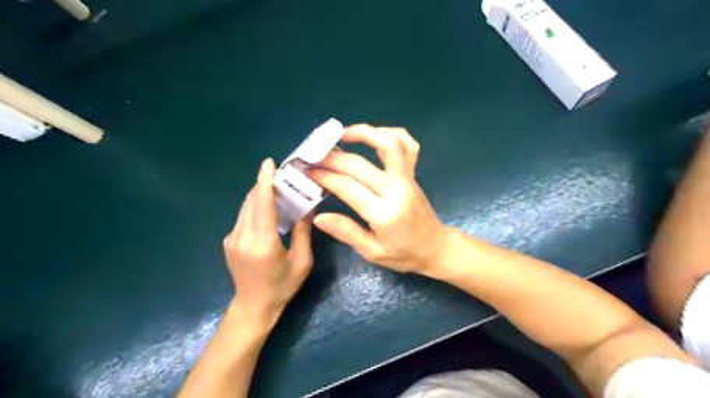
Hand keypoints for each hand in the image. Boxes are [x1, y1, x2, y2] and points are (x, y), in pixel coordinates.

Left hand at [222, 157, 310, 320]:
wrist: (254, 306)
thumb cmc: (282, 286)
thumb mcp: (302, 261)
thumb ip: (303, 232)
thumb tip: (307, 208)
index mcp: (263, 243)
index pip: (262, 205)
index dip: (265, 182)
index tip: (269, 163)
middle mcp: (243, 237)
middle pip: (252, 201)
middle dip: (264, 184)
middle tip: (281, 175)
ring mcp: (232, 239)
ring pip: (245, 207)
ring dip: (259, 194)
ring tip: (276, 188)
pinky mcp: (229, 241)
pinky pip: (242, 217)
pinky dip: (255, 206)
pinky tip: (267, 209)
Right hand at [309, 124, 451, 273]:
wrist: (436, 248)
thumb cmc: (404, 254)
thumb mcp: (373, 252)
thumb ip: (347, 232)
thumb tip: (319, 216)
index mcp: (384, 213)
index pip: (347, 187)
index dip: (324, 176)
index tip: (307, 171)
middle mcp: (396, 190)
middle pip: (359, 164)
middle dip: (332, 157)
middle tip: (314, 156)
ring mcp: (407, 178)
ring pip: (389, 144)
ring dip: (364, 133)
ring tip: (342, 135)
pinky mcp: (414, 174)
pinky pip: (409, 145)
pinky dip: (392, 133)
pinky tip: (374, 135)